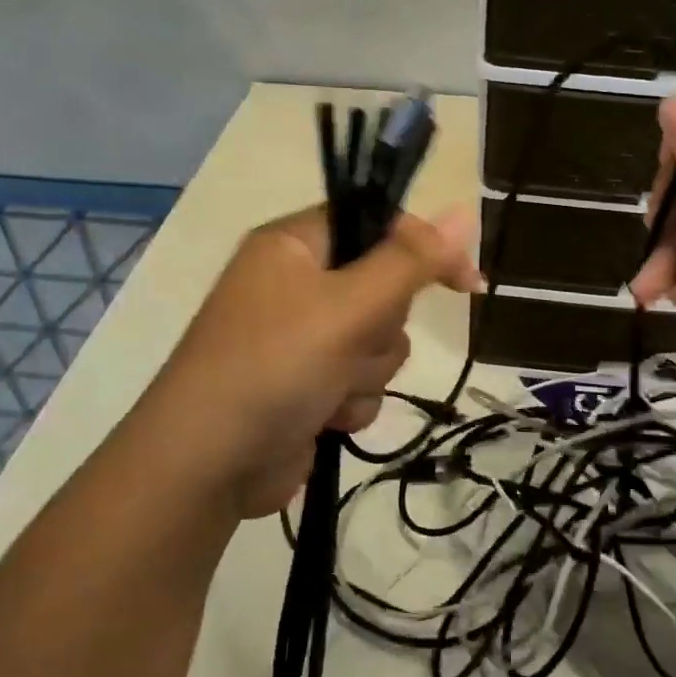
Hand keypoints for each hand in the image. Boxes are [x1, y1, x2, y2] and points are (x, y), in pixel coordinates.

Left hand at [148, 204, 481, 521]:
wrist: (209, 465)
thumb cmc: (274, 366)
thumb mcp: (349, 306)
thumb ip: (411, 261)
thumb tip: (464, 211)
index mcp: (294, 245)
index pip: (377, 223)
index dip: (423, 248)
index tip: (466, 282)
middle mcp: (297, 284)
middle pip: (385, 288)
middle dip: (381, 327)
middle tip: (352, 342)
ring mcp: (304, 337)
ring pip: (380, 341)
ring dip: (368, 371)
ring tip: (330, 388)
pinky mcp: (310, 383)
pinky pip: (362, 380)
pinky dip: (353, 401)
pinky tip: (325, 417)